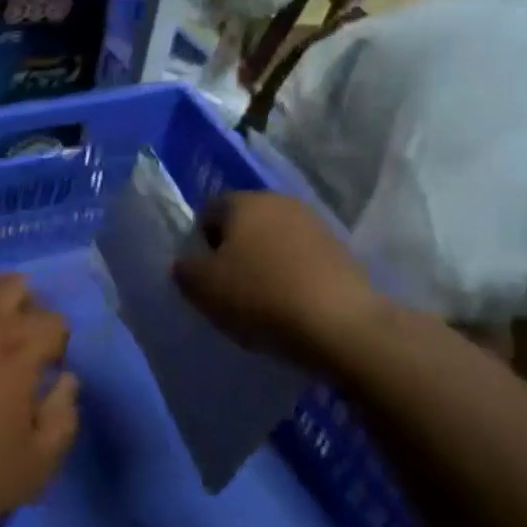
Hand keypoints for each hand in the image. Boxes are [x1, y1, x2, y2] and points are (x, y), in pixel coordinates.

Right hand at [174, 192, 380, 371]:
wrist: (341, 326)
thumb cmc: (261, 298)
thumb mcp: (203, 288)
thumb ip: (185, 270)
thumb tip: (187, 263)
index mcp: (243, 201)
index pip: (207, 213)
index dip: (199, 245)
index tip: (203, 279)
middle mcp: (279, 201)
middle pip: (243, 225)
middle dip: (233, 252)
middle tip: (229, 291)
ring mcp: (315, 224)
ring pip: (274, 242)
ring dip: (265, 264)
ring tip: (262, 303)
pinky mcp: (341, 251)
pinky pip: (301, 260)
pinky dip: (292, 277)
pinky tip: (292, 307)